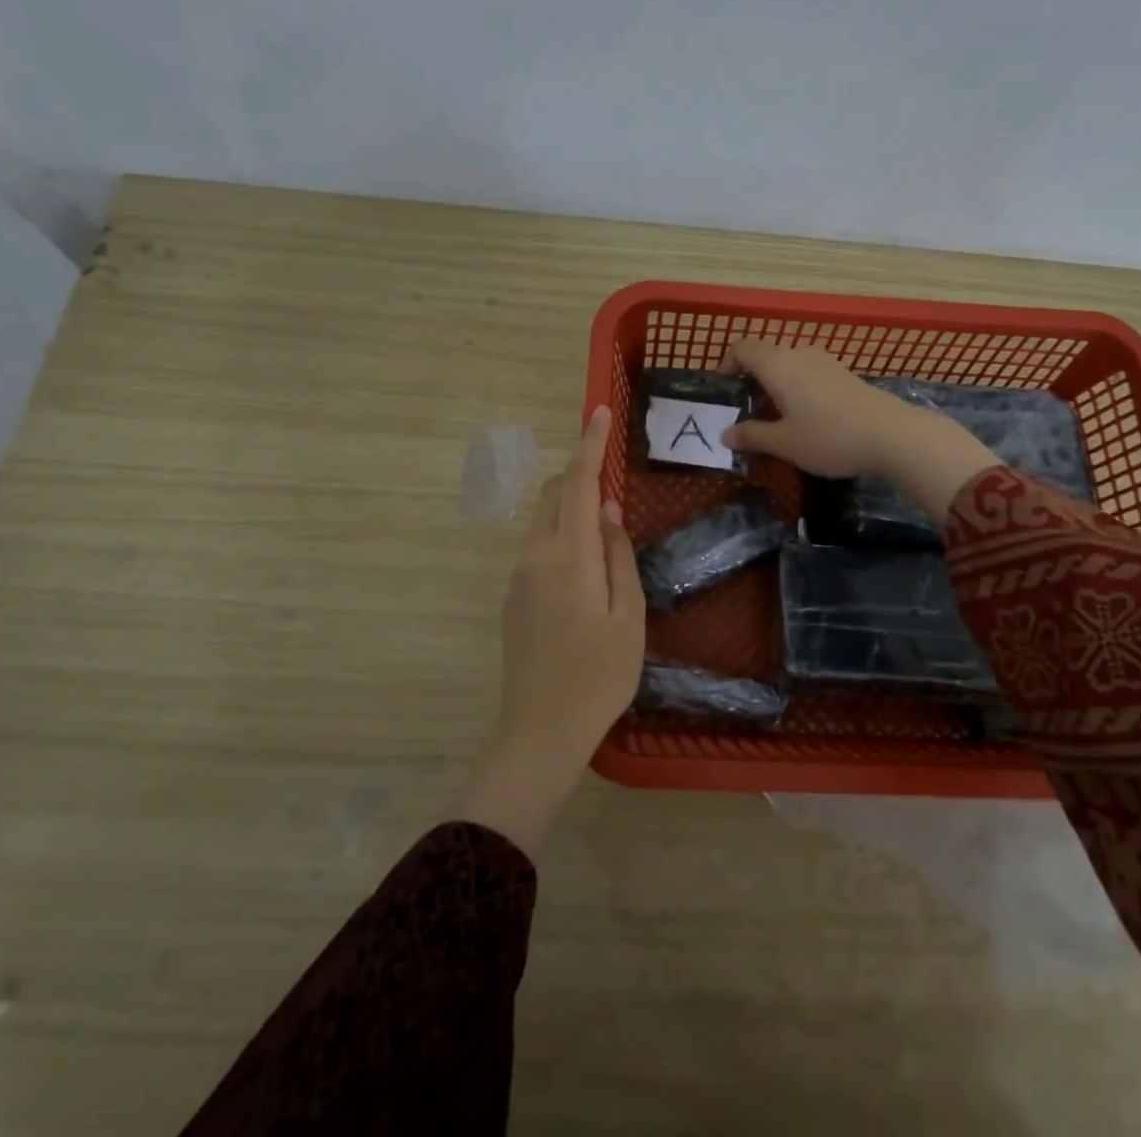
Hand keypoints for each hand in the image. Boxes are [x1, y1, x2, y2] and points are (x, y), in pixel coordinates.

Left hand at [451, 405, 644, 857]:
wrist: (540, 729)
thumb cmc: (599, 674)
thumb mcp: (628, 615)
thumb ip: (618, 555)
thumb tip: (608, 510)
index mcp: (569, 555)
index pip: (579, 483)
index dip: (589, 444)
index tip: (598, 411)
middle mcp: (536, 554)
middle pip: (555, 493)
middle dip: (580, 472)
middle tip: (613, 475)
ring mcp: (519, 574)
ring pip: (544, 518)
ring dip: (571, 503)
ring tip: (605, 523)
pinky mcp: (513, 594)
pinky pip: (538, 544)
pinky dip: (561, 531)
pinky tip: (585, 561)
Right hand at [719, 339, 999, 520]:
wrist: (892, 435)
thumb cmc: (828, 437)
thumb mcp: (784, 443)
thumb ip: (752, 436)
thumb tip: (726, 435)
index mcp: (777, 365)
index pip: (742, 348)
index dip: (727, 364)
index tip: (725, 390)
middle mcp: (798, 354)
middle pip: (765, 355)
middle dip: (750, 378)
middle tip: (746, 410)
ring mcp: (824, 362)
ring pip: (788, 364)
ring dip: (775, 384)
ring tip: (774, 417)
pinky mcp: (843, 374)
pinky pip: (807, 372)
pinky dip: (796, 387)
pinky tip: (804, 416)